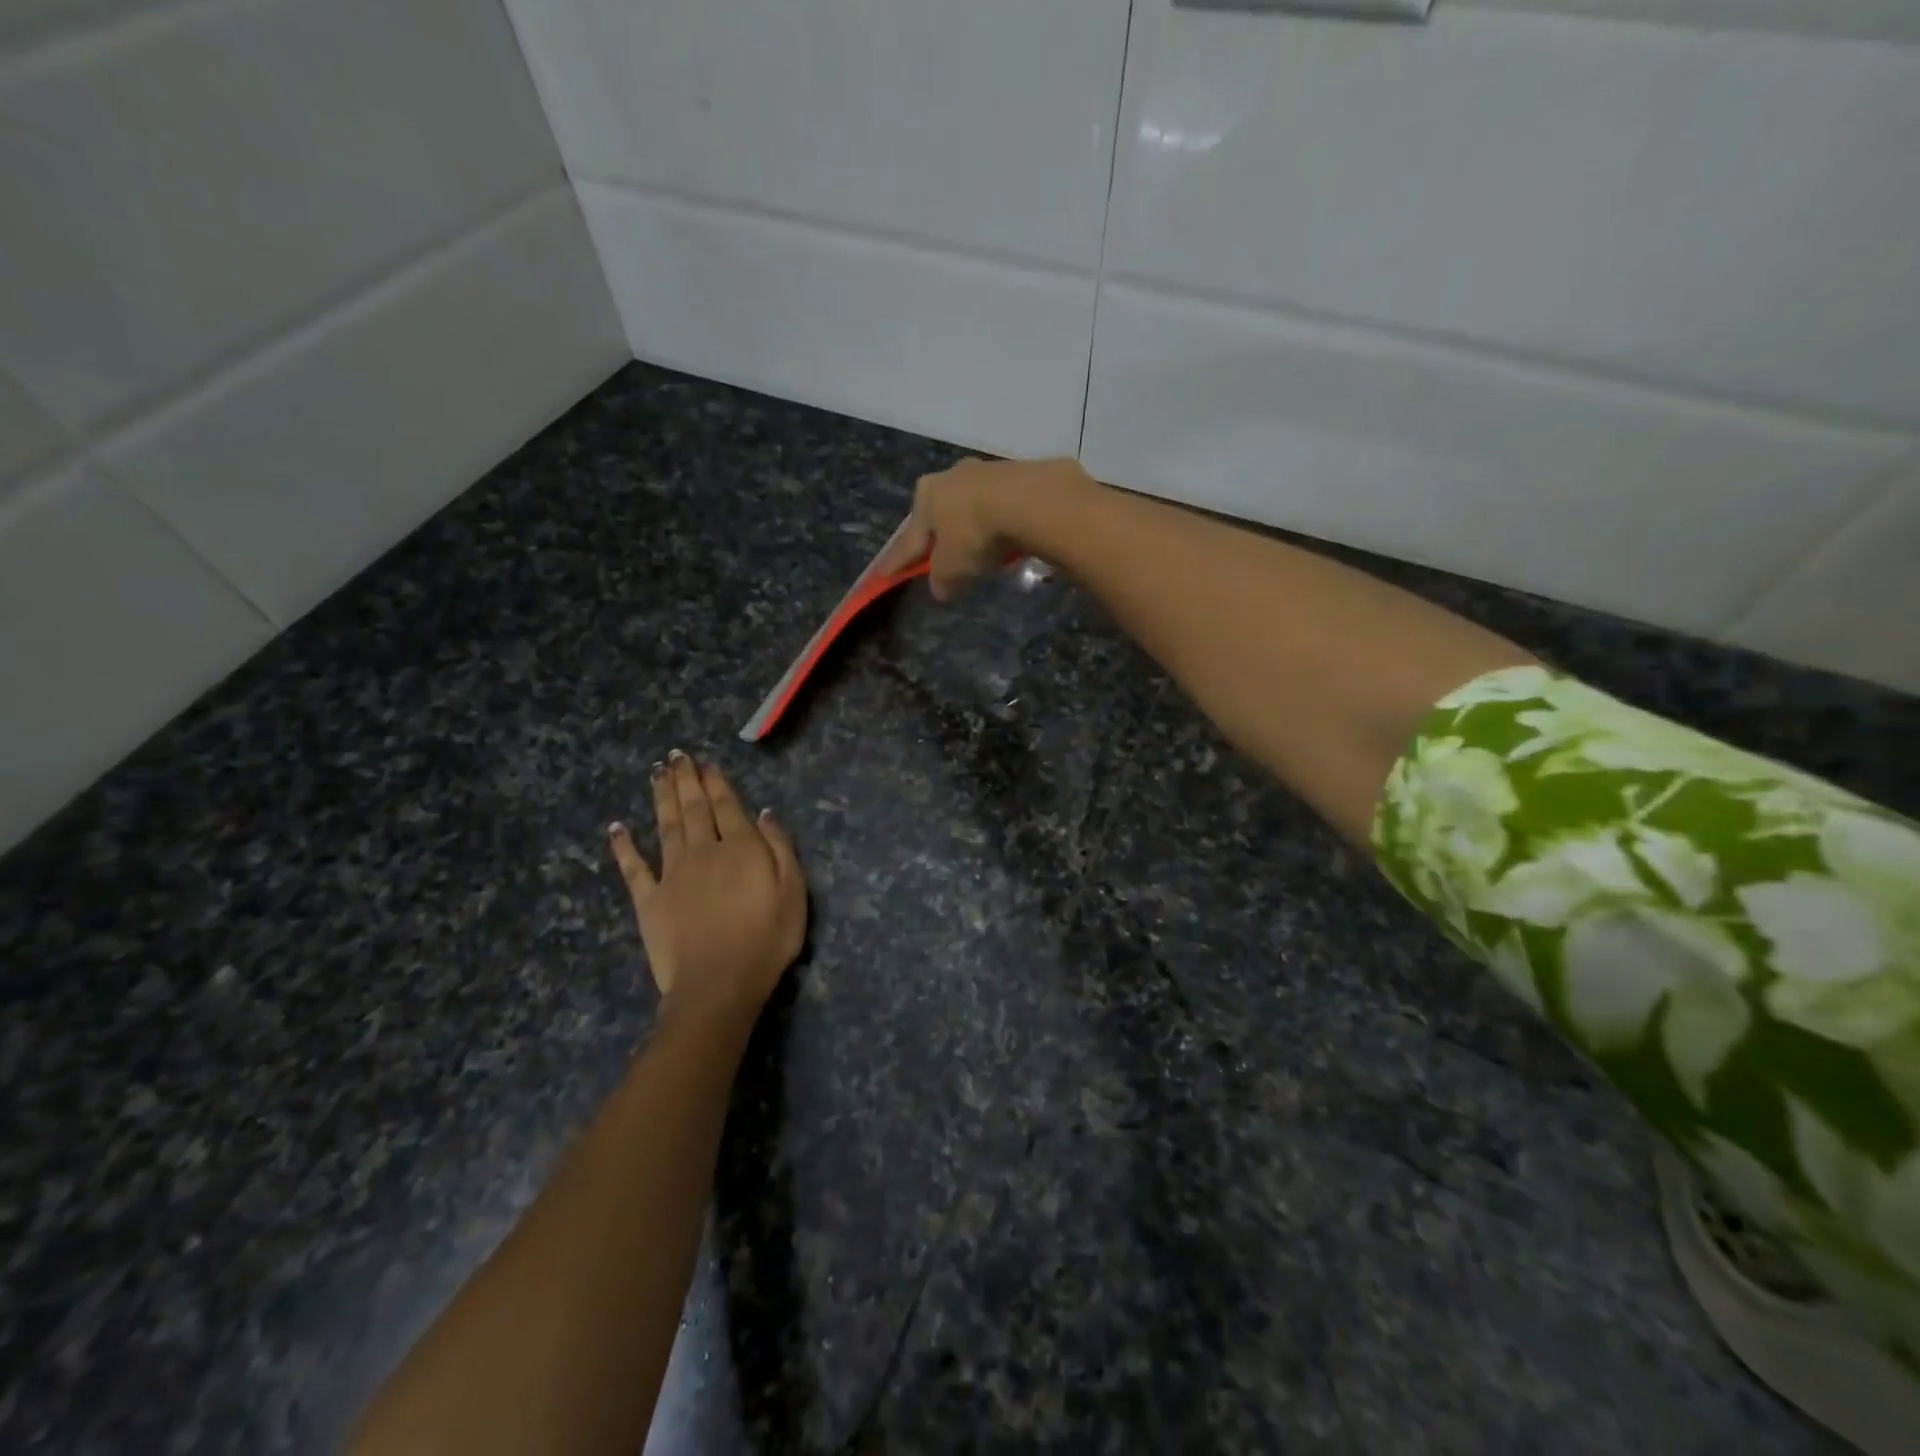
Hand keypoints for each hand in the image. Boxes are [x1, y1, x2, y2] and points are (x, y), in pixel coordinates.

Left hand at [608, 752, 805, 1035]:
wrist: (719, 983)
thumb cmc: (767, 939)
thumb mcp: (793, 891)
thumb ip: (780, 848)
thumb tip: (764, 813)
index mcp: (740, 848)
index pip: (727, 806)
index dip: (716, 782)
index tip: (705, 763)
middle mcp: (703, 851)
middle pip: (693, 808)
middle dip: (685, 780)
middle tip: (676, 756)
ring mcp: (672, 874)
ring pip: (665, 826)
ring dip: (661, 798)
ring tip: (656, 774)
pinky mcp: (649, 900)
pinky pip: (633, 868)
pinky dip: (624, 846)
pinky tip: (617, 828)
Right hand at [881, 456, 1093, 600]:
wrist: (1029, 500)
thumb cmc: (975, 534)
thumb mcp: (952, 568)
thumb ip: (942, 579)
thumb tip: (940, 588)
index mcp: (925, 496)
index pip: (908, 538)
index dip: (897, 560)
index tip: (884, 574)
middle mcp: (950, 476)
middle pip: (940, 515)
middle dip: (939, 536)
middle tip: (939, 557)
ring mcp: (985, 471)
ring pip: (971, 506)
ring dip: (972, 527)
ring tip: (979, 550)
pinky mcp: (1017, 474)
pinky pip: (1000, 506)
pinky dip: (999, 522)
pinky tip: (1006, 538)